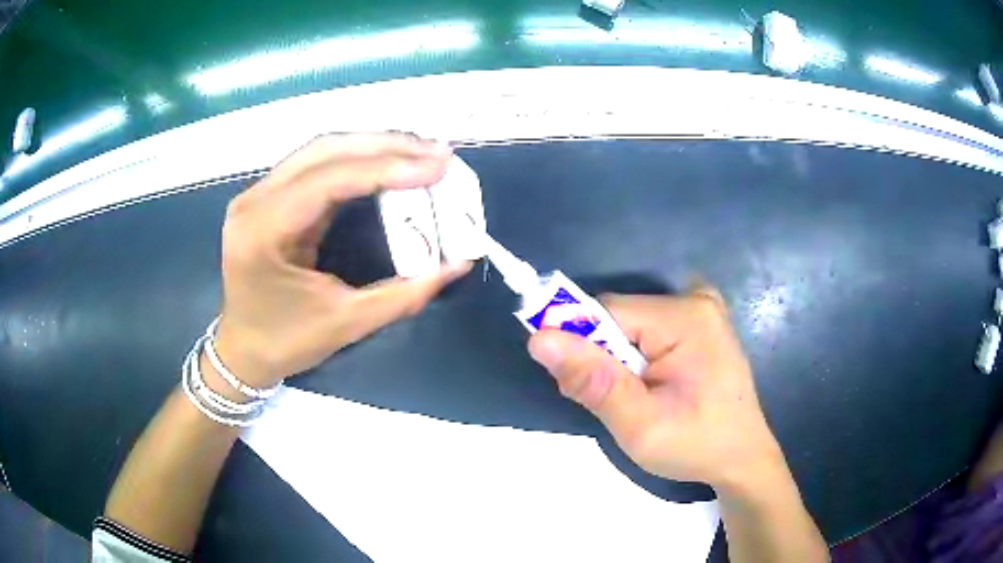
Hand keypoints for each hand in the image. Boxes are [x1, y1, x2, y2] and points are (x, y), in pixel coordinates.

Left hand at [211, 133, 471, 389]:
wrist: (244, 351)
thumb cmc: (286, 342)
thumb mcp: (346, 323)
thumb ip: (404, 293)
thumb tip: (458, 263)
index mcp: (262, 232)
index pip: (328, 180)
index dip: (387, 168)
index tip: (438, 166)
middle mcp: (254, 201)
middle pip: (324, 152)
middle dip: (385, 146)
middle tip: (437, 152)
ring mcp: (258, 195)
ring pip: (320, 151)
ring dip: (373, 146)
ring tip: (420, 151)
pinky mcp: (269, 197)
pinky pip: (316, 165)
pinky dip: (357, 158)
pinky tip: (388, 160)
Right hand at [527, 285, 785, 492]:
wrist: (741, 457)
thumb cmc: (695, 445)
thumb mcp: (640, 424)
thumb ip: (593, 381)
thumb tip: (539, 339)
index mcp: (685, 317)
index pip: (606, 313)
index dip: (582, 348)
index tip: (578, 388)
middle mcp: (695, 299)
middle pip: (618, 318)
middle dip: (601, 359)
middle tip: (610, 405)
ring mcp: (702, 308)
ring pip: (629, 327)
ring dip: (618, 362)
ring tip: (633, 403)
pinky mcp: (701, 323)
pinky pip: (648, 330)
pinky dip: (637, 357)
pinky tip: (651, 386)